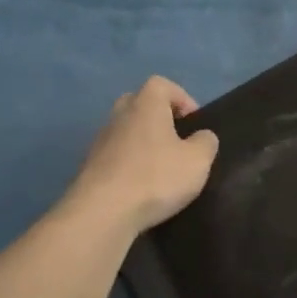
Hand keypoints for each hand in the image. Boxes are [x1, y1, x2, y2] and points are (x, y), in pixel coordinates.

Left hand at [65, 76, 219, 235]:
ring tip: (162, 166)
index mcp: (146, 106)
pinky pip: (116, 154)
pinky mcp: (90, 167)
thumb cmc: (156, 177)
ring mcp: (100, 142)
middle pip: (138, 103)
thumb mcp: (198, 160)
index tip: (194, 122)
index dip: (181, 98)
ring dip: (144, 141)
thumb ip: (206, 142)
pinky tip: (143, 186)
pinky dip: (130, 163)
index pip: (161, 84)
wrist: (102, 213)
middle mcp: (119, 117)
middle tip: (177, 139)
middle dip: (159, 116)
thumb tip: (201, 136)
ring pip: (126, 130)